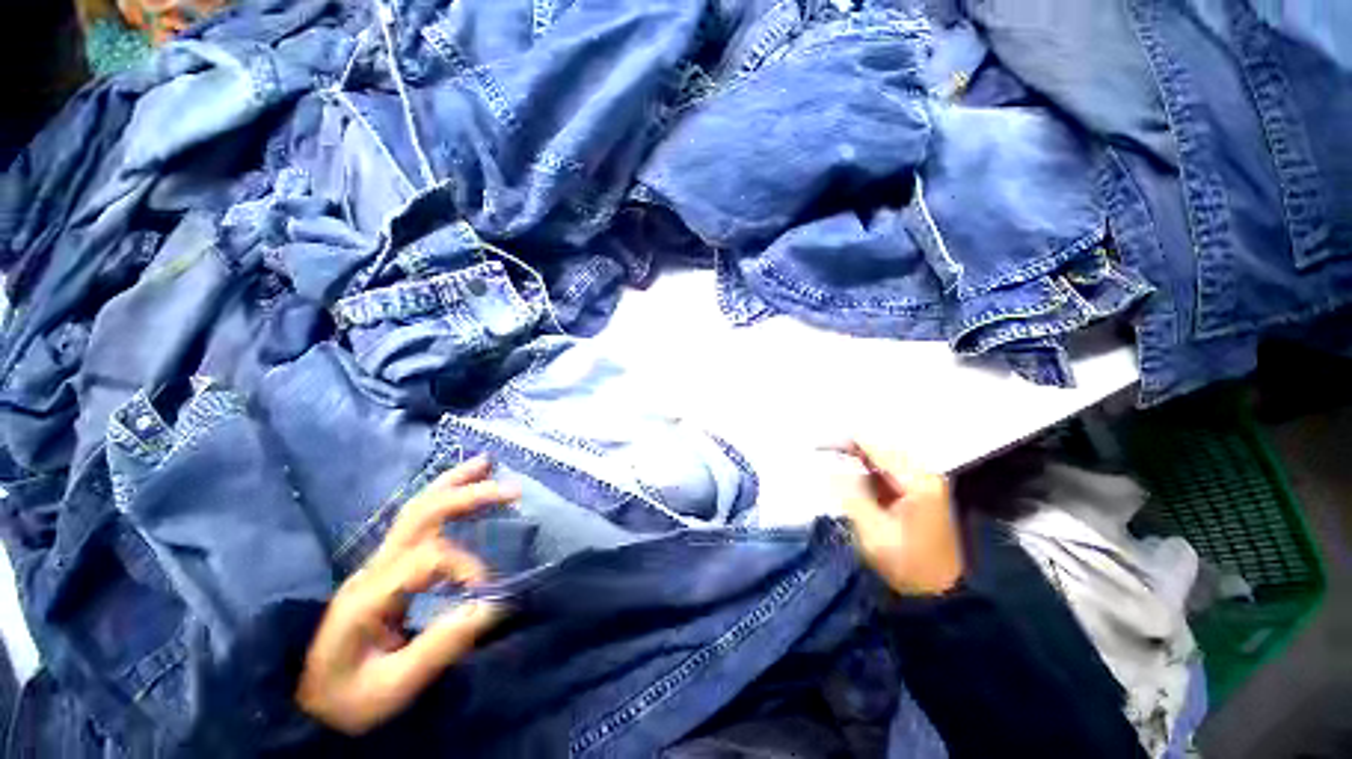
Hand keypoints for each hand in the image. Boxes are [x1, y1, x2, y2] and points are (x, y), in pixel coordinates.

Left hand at [296, 456, 519, 734]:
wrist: (307, 703)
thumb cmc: (348, 699)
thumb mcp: (393, 686)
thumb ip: (443, 645)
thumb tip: (494, 604)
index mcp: (370, 595)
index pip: (430, 557)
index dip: (467, 566)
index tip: (487, 593)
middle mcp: (373, 568)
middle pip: (420, 513)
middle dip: (468, 495)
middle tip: (511, 489)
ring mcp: (377, 563)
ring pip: (417, 508)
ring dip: (454, 483)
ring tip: (486, 463)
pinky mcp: (386, 566)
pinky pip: (418, 520)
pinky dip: (445, 497)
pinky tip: (463, 489)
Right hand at [832, 441, 963, 595]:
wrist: (945, 595)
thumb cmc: (910, 565)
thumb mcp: (874, 533)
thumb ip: (851, 493)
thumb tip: (831, 465)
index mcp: (916, 480)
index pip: (873, 445)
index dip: (842, 442)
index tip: (817, 446)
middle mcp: (924, 473)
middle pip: (879, 447)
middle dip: (848, 448)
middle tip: (820, 453)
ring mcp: (924, 482)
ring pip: (883, 458)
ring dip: (856, 459)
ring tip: (831, 462)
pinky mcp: (920, 492)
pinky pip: (888, 471)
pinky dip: (867, 470)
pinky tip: (851, 476)